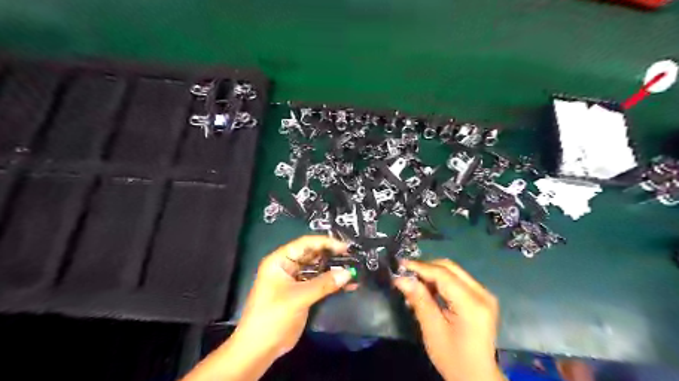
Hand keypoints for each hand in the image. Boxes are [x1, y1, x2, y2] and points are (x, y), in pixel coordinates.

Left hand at [235, 237, 349, 357]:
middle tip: (353, 257)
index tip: (345, 247)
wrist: (259, 349)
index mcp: (280, 261)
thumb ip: (324, 284)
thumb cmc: (273, 316)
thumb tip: (348, 273)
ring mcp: (295, 281)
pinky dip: (332, 284)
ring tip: (354, 270)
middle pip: (313, 255)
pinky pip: (319, 283)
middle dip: (332, 256)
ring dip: (334, 270)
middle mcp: (288, 267)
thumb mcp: (298, 297)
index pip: (305, 244)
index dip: (326, 243)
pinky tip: (348, 285)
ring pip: (318, 270)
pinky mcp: (302, 294)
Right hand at [393, 259, 502, 380]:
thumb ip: (419, 300)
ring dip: (432, 275)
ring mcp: (484, 294)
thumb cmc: (453, 358)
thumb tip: (401, 278)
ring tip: (413, 286)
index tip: (399, 265)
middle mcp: (482, 293)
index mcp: (472, 303)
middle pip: (450, 268)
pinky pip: (457, 281)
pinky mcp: (481, 298)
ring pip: (453, 272)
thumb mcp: (433, 330)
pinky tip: (427, 292)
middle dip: (425, 268)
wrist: (477, 377)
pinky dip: (440, 282)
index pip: (443, 275)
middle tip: (405, 274)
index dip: (420, 267)